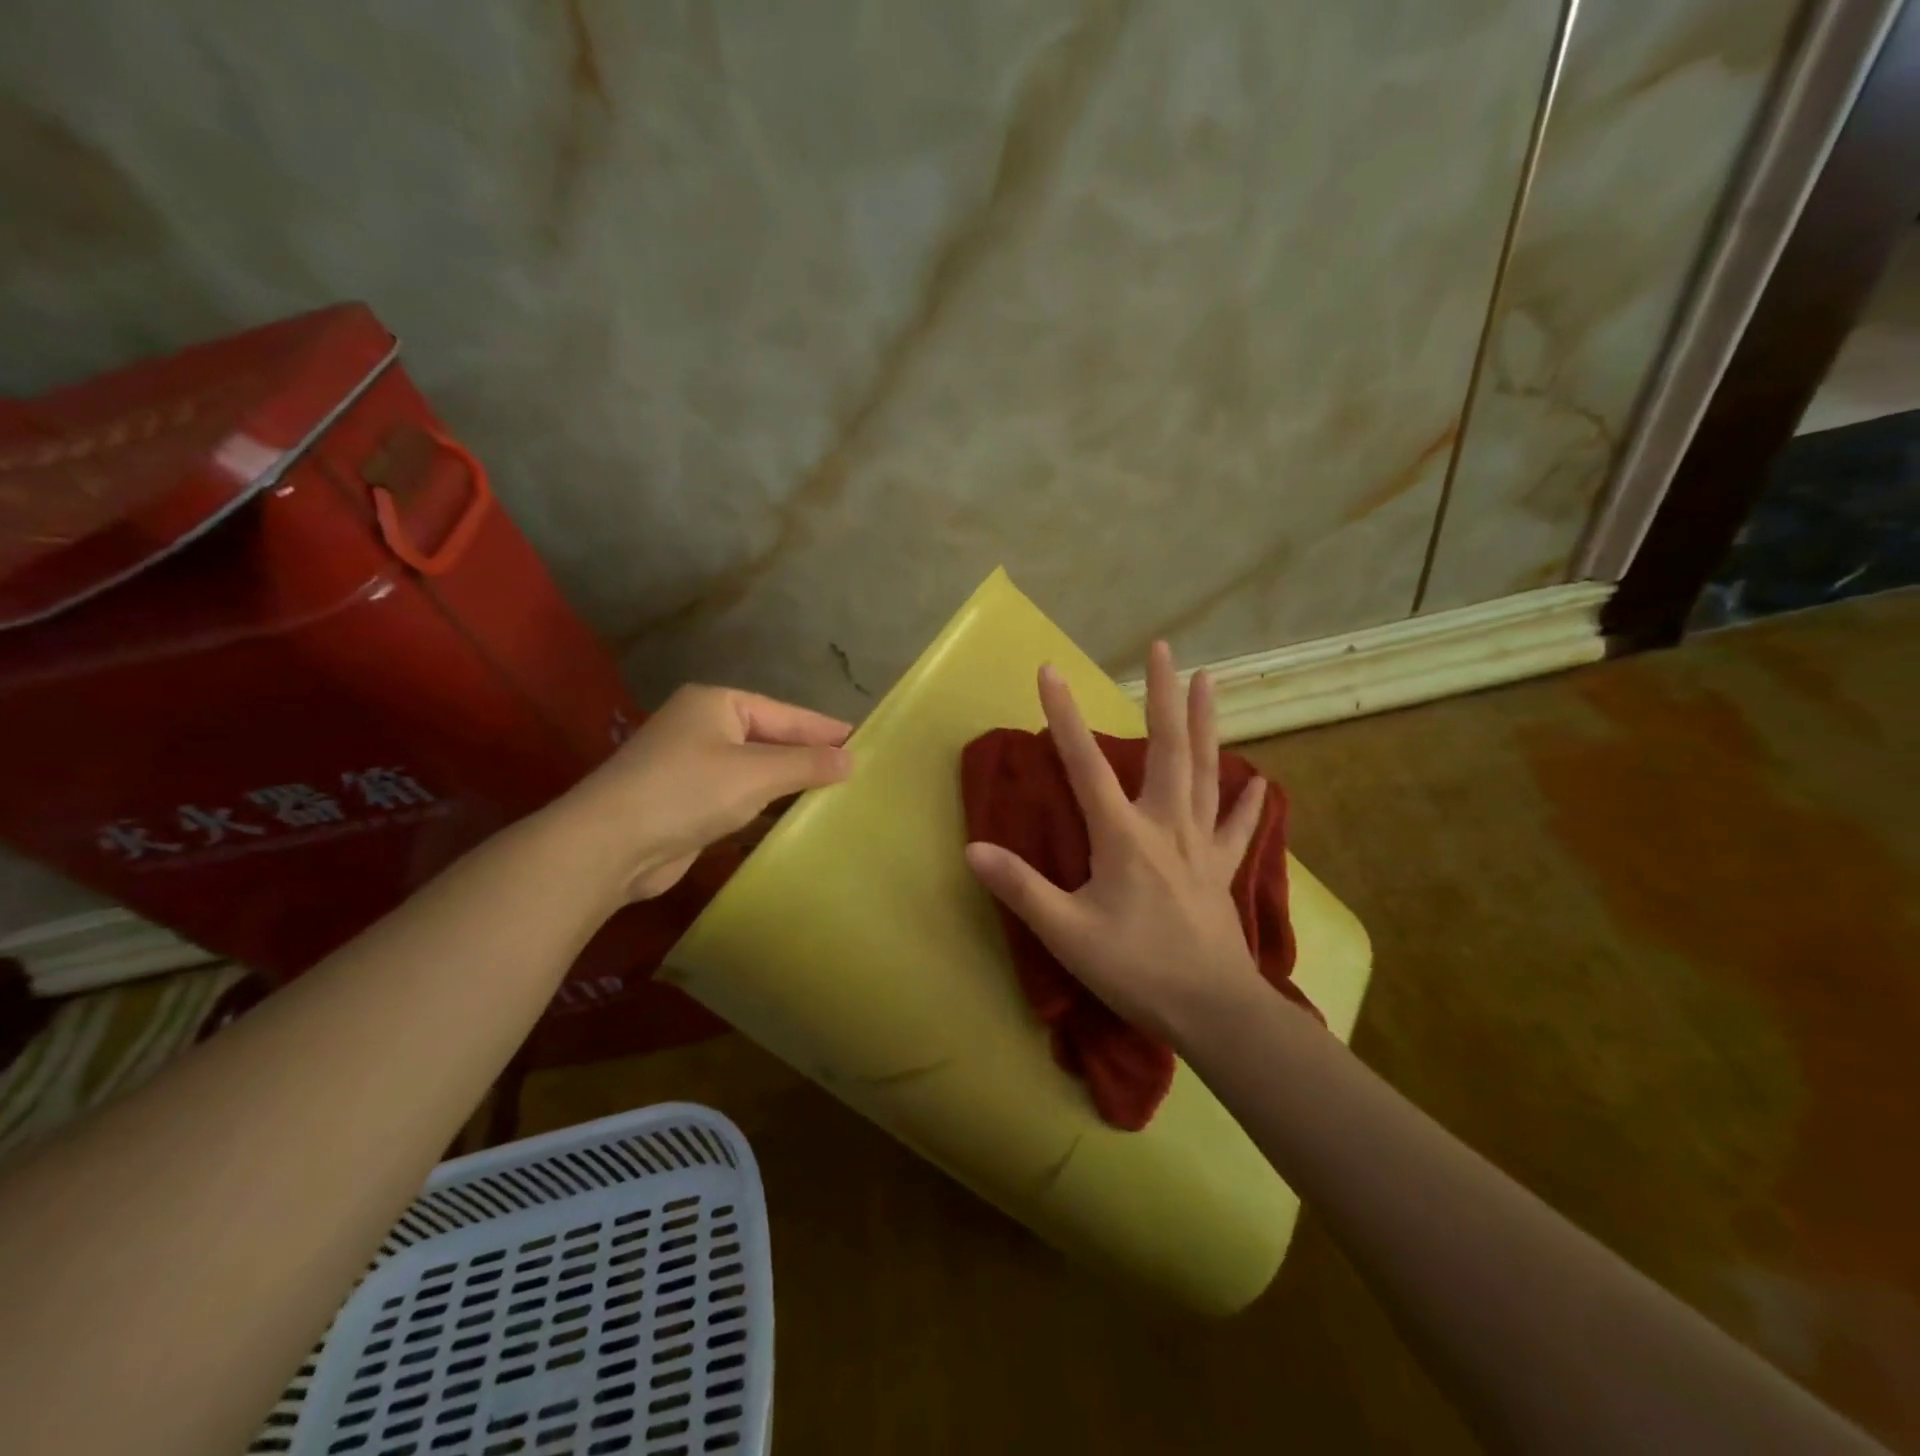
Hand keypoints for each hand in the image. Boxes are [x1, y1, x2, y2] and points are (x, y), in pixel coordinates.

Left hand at [562, 685, 852, 901]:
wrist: (609, 845)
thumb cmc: (687, 791)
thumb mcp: (755, 773)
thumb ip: (806, 763)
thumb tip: (851, 759)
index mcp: (717, 704)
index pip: (786, 714)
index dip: (825, 728)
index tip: (864, 740)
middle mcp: (705, 729)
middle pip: (771, 740)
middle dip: (810, 757)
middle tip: (856, 770)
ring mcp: (694, 767)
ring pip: (756, 772)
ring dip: (790, 785)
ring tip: (837, 795)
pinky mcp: (689, 804)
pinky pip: (740, 799)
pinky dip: (767, 807)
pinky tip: (796, 820)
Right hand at [964, 643, 1267, 1041]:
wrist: (1213, 1010)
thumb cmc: (1137, 969)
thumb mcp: (1067, 934)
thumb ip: (1021, 888)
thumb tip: (973, 850)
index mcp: (1124, 836)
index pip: (1085, 765)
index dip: (1063, 717)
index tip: (1049, 671)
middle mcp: (1166, 825)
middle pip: (1168, 749)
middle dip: (1162, 696)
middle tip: (1164, 650)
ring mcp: (1202, 844)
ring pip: (1207, 771)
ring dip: (1207, 723)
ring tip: (1209, 681)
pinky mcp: (1224, 868)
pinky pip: (1238, 827)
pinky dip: (1247, 803)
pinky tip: (1258, 783)